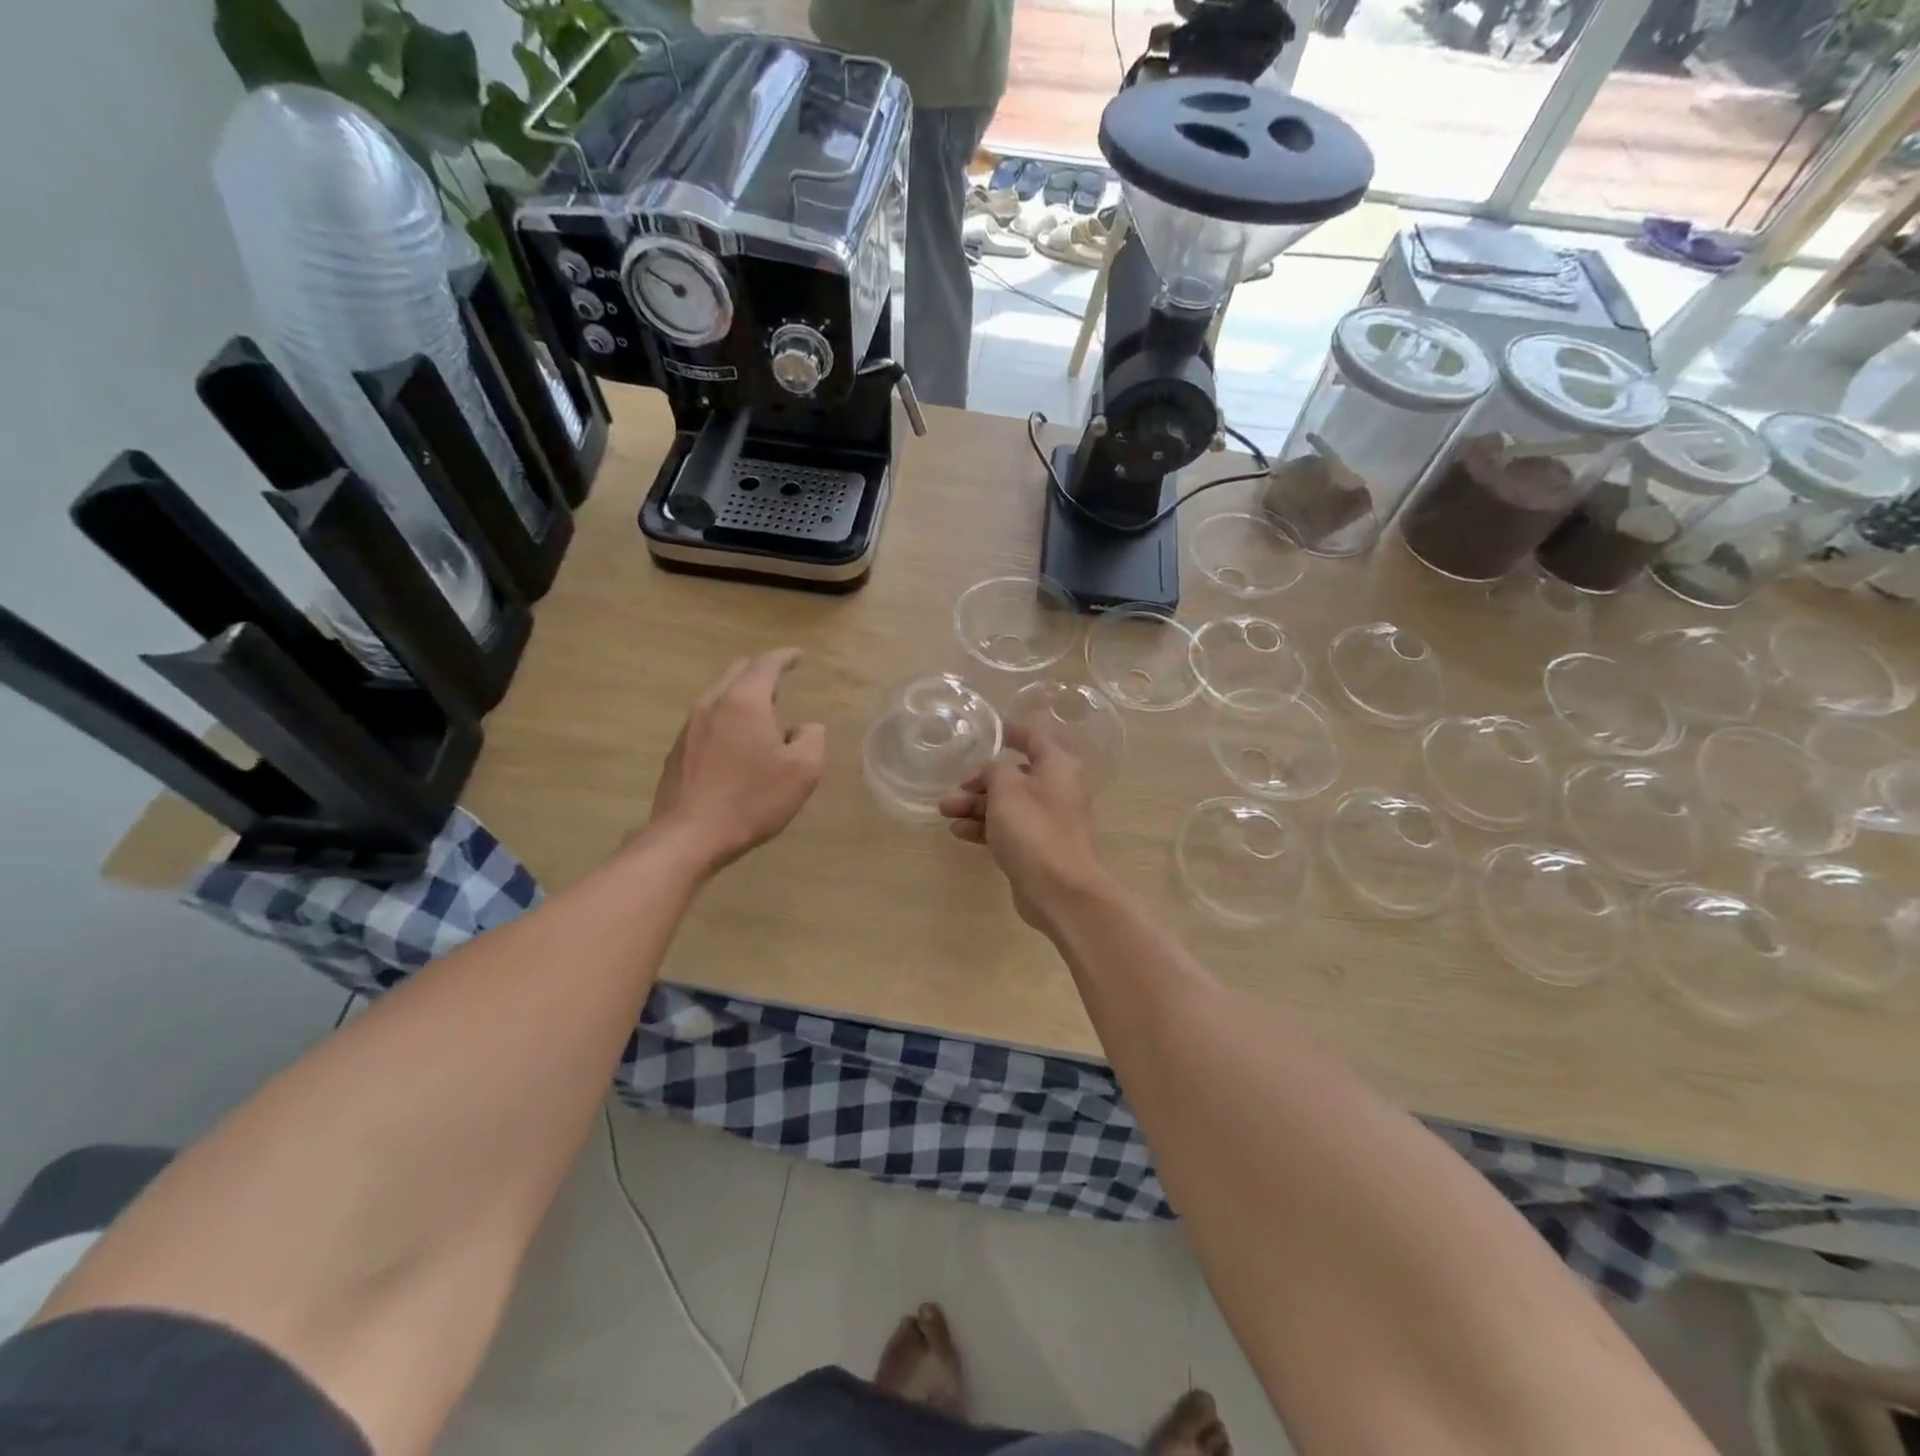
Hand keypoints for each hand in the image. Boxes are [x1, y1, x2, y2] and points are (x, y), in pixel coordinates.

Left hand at [645, 649, 825, 873]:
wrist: (688, 836)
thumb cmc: (751, 800)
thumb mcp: (803, 771)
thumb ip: (812, 738)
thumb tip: (805, 728)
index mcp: (744, 701)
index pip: (766, 664)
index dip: (785, 657)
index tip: (797, 656)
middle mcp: (712, 705)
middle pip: (737, 673)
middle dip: (760, 672)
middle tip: (780, 682)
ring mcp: (689, 727)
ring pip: (719, 696)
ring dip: (741, 697)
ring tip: (760, 713)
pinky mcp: (678, 752)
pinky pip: (707, 721)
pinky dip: (726, 719)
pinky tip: (735, 744)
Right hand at [938, 722, 1108, 931]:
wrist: (1059, 890)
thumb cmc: (1034, 829)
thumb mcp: (1007, 789)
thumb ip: (994, 770)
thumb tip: (992, 771)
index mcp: (1057, 767)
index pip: (1033, 738)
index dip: (1010, 731)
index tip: (988, 728)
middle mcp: (1056, 790)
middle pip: (1014, 776)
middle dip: (980, 782)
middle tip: (952, 789)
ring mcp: (1047, 821)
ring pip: (1007, 804)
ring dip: (976, 806)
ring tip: (945, 811)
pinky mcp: (1037, 848)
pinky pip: (1007, 829)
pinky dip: (985, 827)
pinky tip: (959, 832)